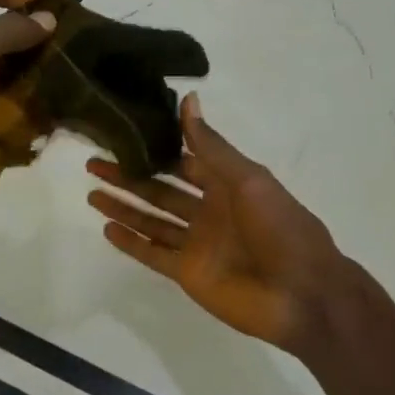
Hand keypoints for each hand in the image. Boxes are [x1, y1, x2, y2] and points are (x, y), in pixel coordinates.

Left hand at [0, 0, 54, 233]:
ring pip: (2, 79)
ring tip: (69, 86)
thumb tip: (47, 17)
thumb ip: (9, 30)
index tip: (42, 5)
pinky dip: (23, 117)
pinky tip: (53, 120)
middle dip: (30, 41)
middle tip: (70, 51)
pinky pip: (0, 116)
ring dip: (33, 82)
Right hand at [86, 93, 357, 357]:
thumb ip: (212, 146)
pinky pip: (153, 255)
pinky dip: (131, 243)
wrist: (302, 294)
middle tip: (93, 163)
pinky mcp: (187, 274)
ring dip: (124, 207)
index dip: (156, 148)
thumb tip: (188, 99)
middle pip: (160, 190)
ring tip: (91, 193)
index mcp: (227, 185)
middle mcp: (208, 211)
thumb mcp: (249, 179)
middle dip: (129, 177)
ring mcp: (197, 244)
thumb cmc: (281, 228)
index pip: (184, 161)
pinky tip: (107, 228)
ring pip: (152, 221)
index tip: (124, 133)